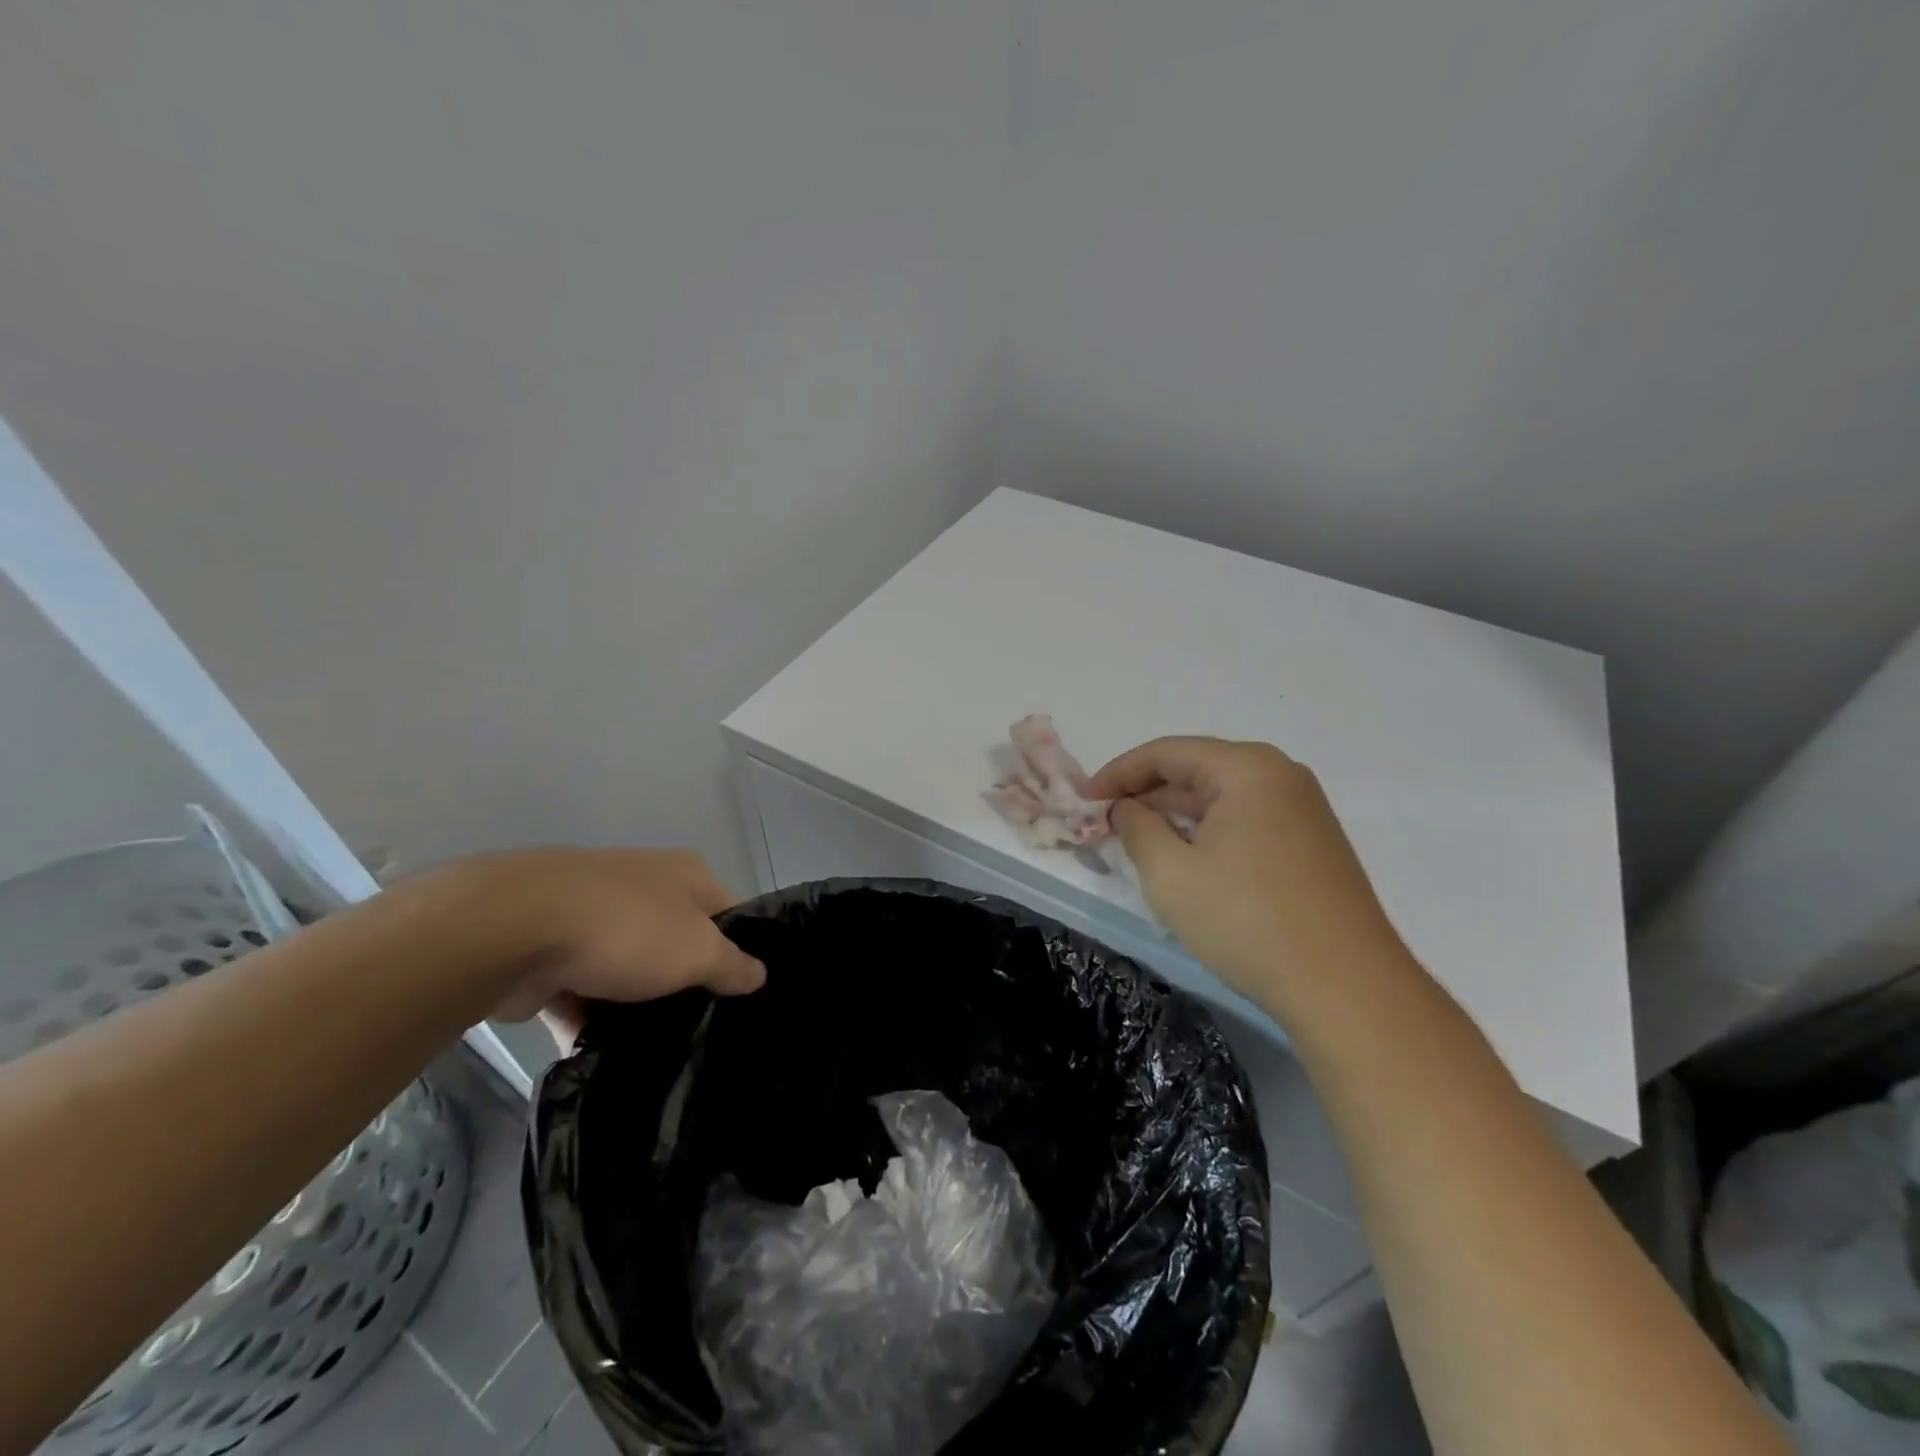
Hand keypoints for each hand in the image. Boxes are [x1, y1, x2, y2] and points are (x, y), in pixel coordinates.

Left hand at [414, 848, 765, 1028]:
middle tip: (704, 1028)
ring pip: (628, 969)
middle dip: (685, 982)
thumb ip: (733, 966)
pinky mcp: (549, 951)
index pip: (730, 911)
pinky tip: (602, 1056)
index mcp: (686, 875)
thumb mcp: (699, 951)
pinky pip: (581, 991)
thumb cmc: (627, 929)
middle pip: (678, 940)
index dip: (742, 949)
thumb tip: (760, 975)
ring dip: (635, 1005)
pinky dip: (589, 1019)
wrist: (512, 929)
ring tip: (657, 1051)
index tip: (745, 993)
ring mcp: (592, 916)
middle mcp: (643, 886)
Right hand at [1085, 737, 1408, 1018]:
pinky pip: (1245, 819)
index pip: (1165, 753)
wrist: (1347, 989)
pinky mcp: (1312, 842)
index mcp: (1246, 767)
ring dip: (1175, 815)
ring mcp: (1302, 808)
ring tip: (1136, 842)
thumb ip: (1136, 827)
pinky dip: (1207, 832)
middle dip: (1145, 795)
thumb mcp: (1170, 874)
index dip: (1116, 773)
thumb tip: (1125, 808)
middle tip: (1105, 824)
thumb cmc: (1248, 922)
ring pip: (1220, 797)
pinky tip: (1185, 860)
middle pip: (1195, 769)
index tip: (1083, 801)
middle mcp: (1280, 774)